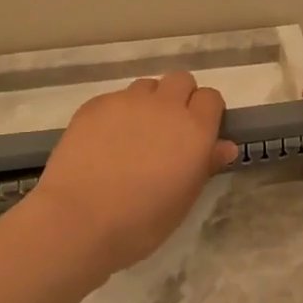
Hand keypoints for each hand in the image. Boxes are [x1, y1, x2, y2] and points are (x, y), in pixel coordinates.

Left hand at [32, 72, 239, 272]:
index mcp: (194, 130)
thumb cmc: (140, 222)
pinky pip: (115, 98)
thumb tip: (224, 145)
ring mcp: (127, 101)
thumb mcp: (183, 200)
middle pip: (181, 80)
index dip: (206, 112)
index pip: (211, 97)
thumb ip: (205, 165)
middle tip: (167, 130)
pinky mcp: (96, 104)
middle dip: (179, 98)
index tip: (197, 133)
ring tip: (133, 134)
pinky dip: (117, 113)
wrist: (78, 220)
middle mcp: (165, 106)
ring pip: (147, 86)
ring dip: (148, 102)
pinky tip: (104, 141)